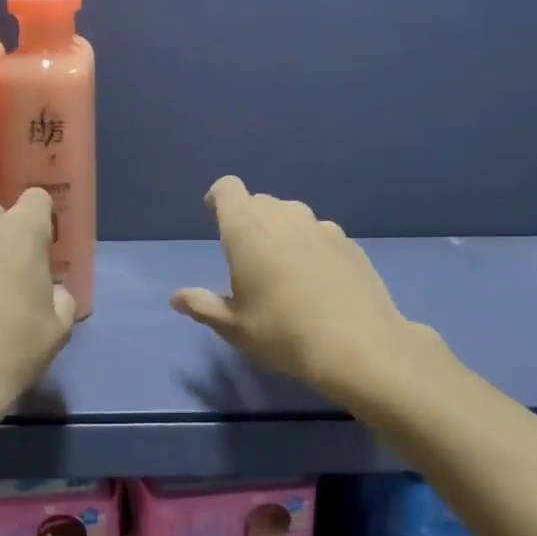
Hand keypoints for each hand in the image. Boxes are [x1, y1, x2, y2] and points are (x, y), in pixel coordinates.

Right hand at [170, 176, 443, 405]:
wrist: (359, 346)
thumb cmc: (283, 333)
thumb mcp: (234, 327)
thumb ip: (203, 306)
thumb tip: (177, 298)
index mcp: (248, 229)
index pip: (228, 189)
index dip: (219, 198)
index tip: (215, 218)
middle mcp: (285, 216)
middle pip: (260, 202)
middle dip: (248, 220)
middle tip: (246, 258)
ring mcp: (321, 227)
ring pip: (292, 217)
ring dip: (281, 233)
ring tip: (283, 271)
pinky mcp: (349, 243)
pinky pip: (319, 235)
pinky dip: (310, 248)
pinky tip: (316, 283)